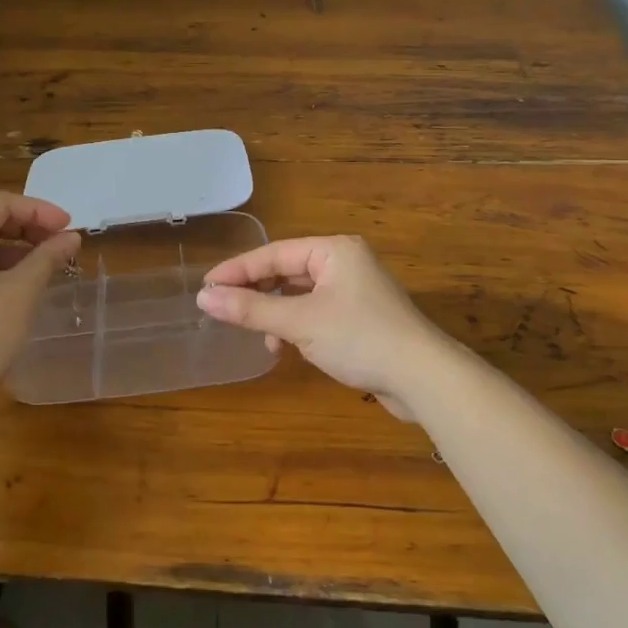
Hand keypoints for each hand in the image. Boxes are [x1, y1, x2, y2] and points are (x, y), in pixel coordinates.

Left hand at [0, 192, 80, 396]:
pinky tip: (22, 281)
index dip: (39, 210)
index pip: (0, 204)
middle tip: (61, 242)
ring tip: (48, 262)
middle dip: (29, 227)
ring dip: (16, 247)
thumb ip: (47, 257)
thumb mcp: (22, 291)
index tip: (69, 227)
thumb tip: (71, 238)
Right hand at [197, 235, 460, 415]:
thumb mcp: (299, 323)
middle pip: (287, 272)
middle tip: (226, 311)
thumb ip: (251, 309)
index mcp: (334, 250)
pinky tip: (290, 349)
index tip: (205, 287)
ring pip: (301, 295)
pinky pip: (317, 313)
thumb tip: (204, 298)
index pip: (274, 254)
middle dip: (258, 294)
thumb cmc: (359, 338)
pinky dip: (298, 327)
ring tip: (263, 339)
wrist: (424, 378)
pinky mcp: (361, 318)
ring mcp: (356, 291)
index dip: (237, 271)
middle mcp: (345, 262)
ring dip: (278, 315)